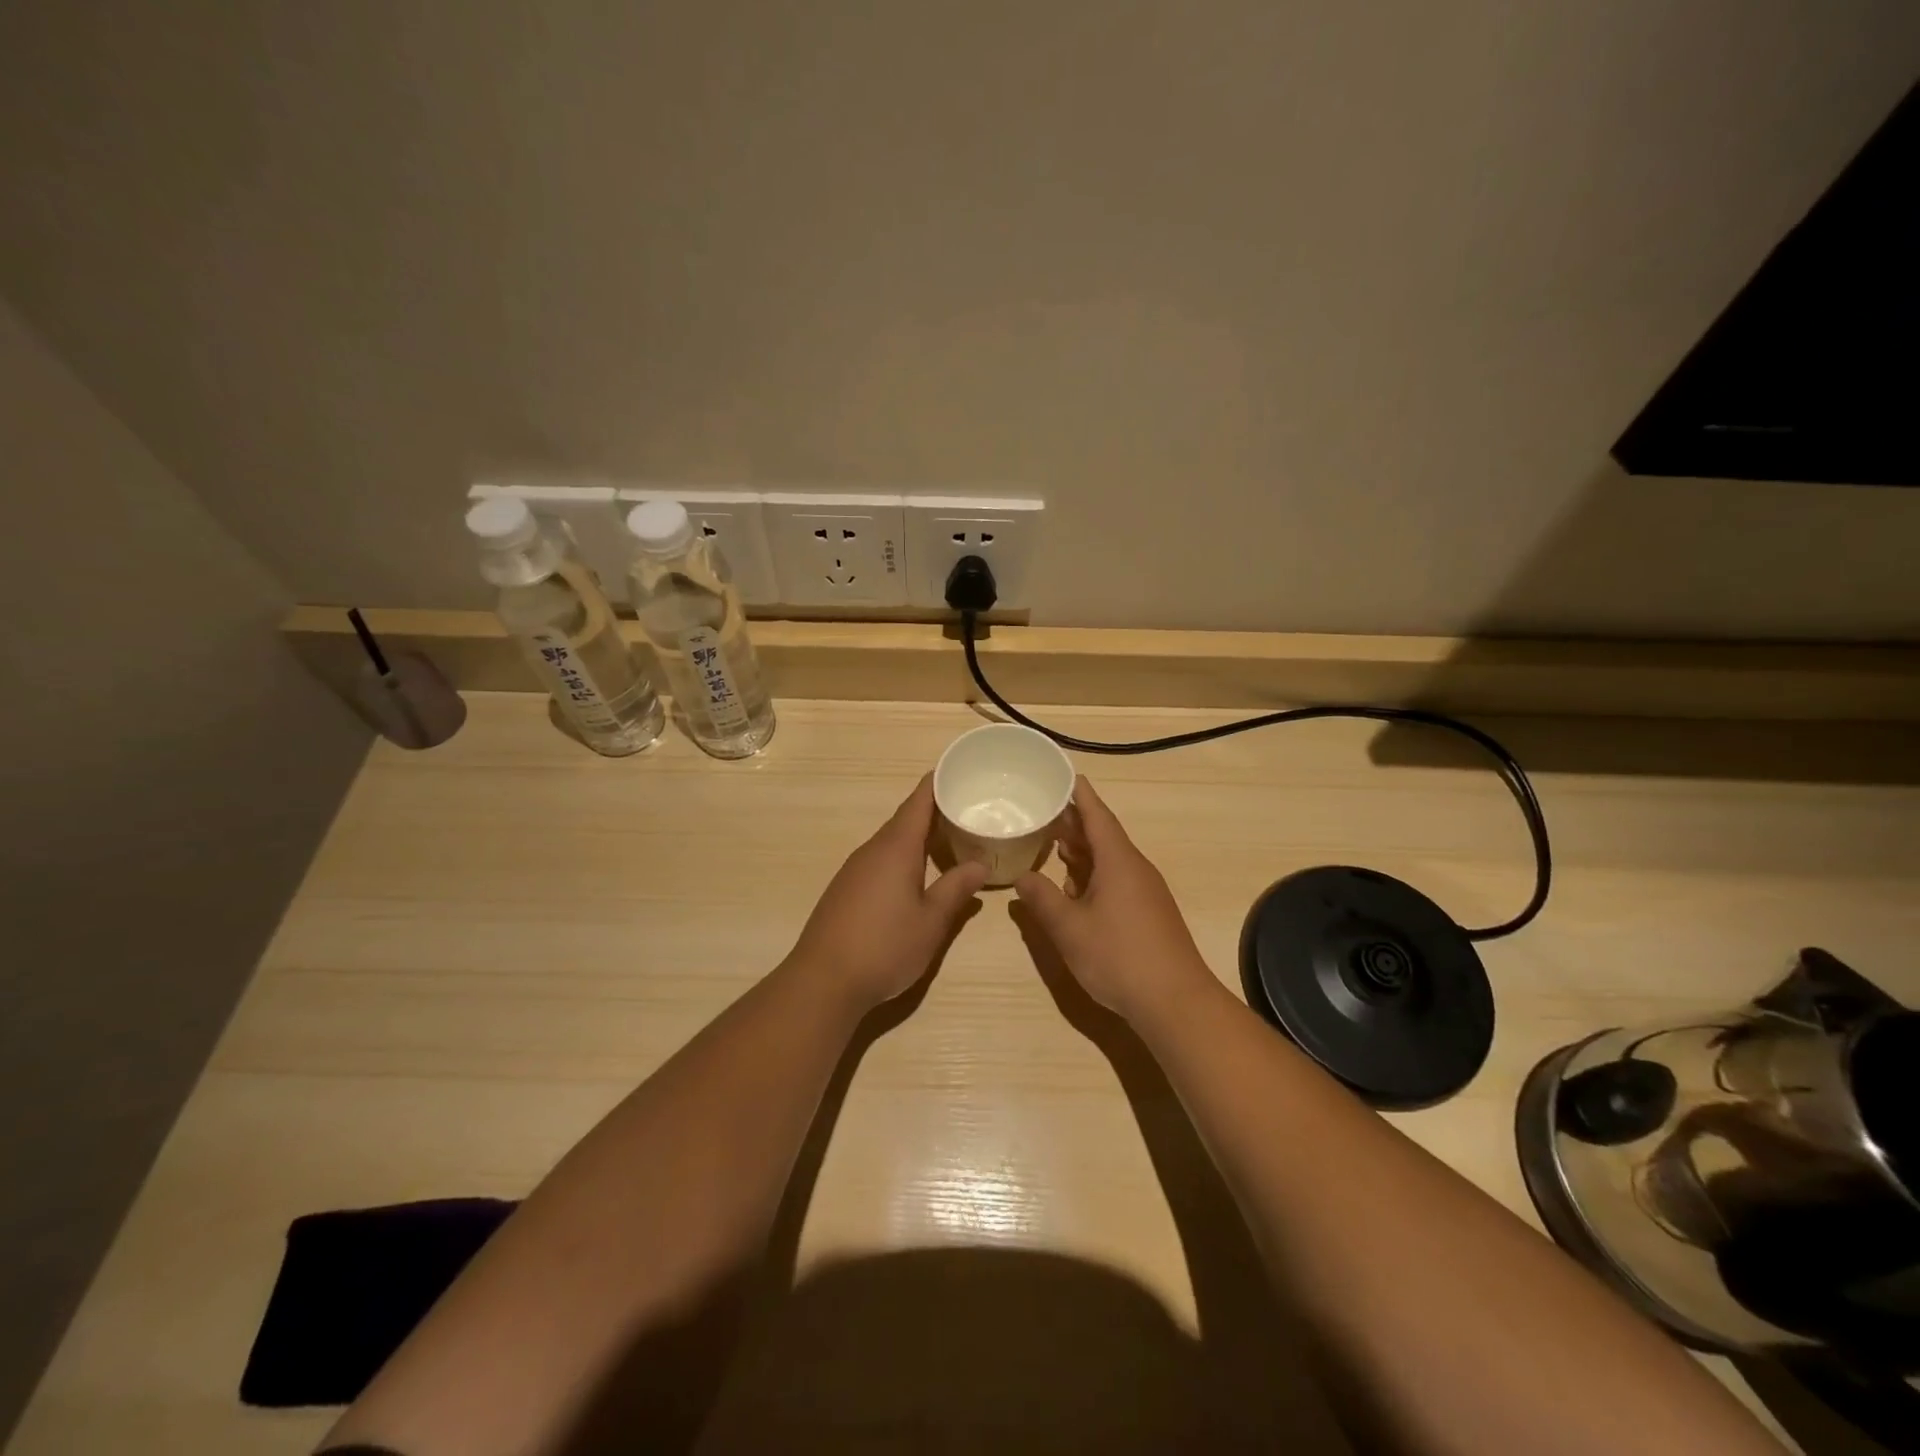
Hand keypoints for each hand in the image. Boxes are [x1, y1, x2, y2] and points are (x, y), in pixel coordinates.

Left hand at [784, 775, 988, 1012]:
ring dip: (918, 836)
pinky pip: (879, 859)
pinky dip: (902, 856)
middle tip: (967, 808)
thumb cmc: (885, 946)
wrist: (823, 981)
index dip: (937, 782)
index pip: (918, 802)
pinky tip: (916, 874)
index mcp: (896, 847)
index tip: (958, 769)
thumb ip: (956, 889)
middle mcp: (872, 850)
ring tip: (949, 839)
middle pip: (905, 819)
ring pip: (891, 841)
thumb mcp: (932, 921)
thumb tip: (980, 865)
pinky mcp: (845, 889)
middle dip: (933, 811)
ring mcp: (854, 870)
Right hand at [1014, 776, 1219, 1024]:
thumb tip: (1022, 877)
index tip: (1066, 775)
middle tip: (1044, 812)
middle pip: (1103, 836)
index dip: (1080, 795)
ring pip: (1109, 860)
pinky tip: (1074, 889)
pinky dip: (1092, 875)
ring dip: (1082, 852)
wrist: (1175, 1002)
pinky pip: (1116, 880)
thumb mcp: (1070, 929)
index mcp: (1118, 861)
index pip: (1098, 816)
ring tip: (1052, 845)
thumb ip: (1042, 899)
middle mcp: (1135, 869)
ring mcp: (1145, 892)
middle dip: (1074, 824)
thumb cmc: (1119, 957)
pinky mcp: (1148, 913)